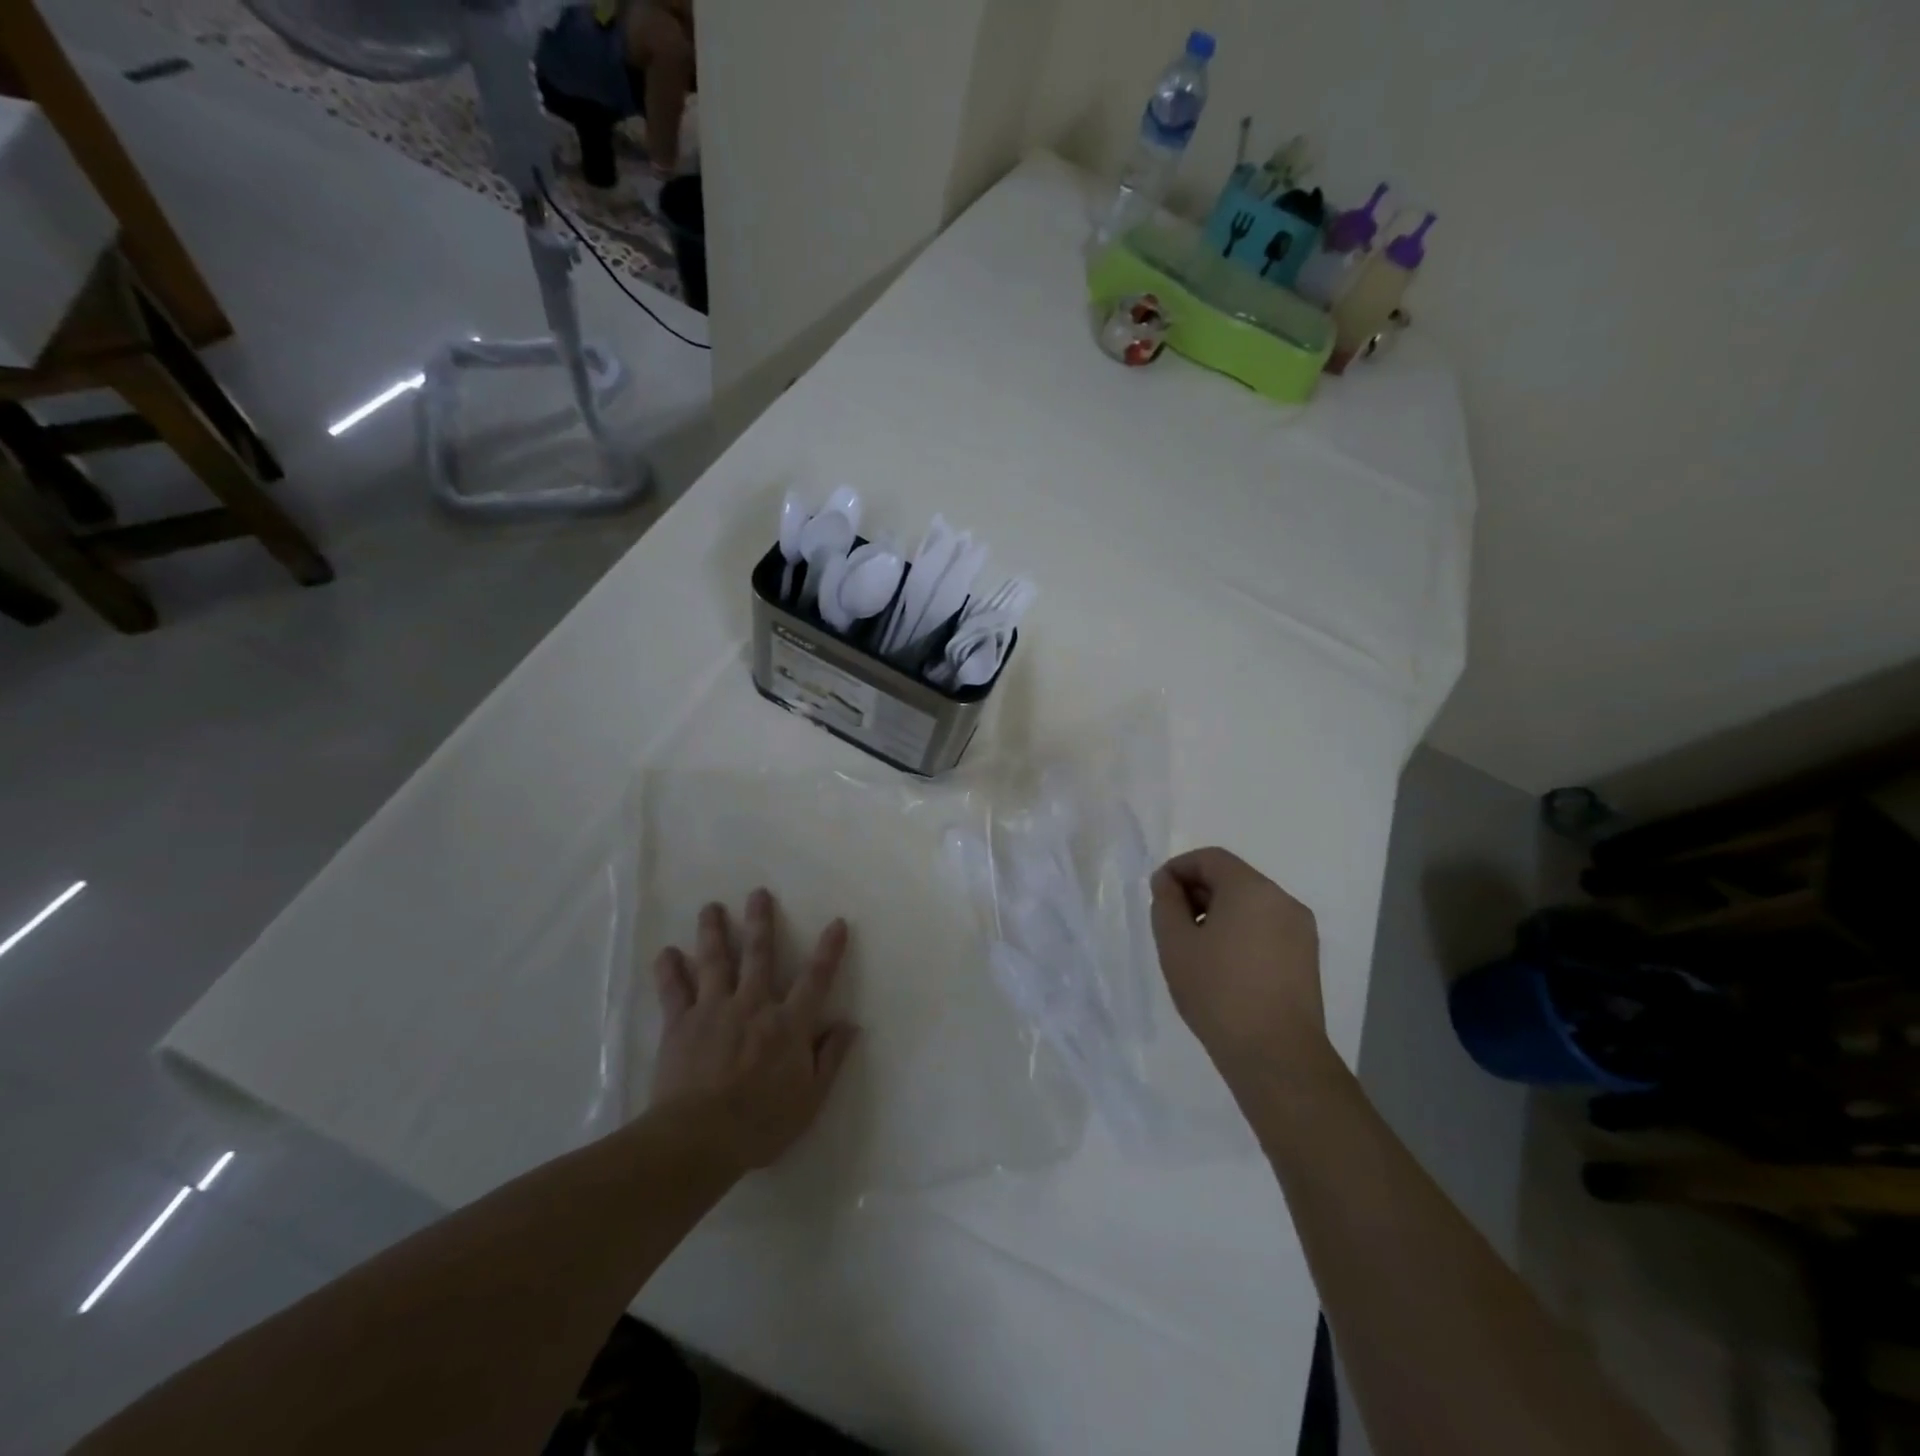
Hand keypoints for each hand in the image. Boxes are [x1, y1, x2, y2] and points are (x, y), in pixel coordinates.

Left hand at [649, 889, 858, 1172]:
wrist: (698, 1139)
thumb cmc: (761, 1123)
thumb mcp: (810, 1099)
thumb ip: (830, 1058)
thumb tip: (850, 1025)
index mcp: (788, 1024)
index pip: (816, 979)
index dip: (829, 950)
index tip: (837, 923)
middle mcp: (753, 1005)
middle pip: (759, 955)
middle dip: (760, 922)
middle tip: (757, 893)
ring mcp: (714, 1010)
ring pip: (714, 961)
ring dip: (713, 931)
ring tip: (711, 907)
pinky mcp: (680, 1024)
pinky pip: (674, 991)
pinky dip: (669, 970)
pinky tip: (665, 952)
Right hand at [1149, 847, 1328, 1088]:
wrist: (1276, 1055)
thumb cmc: (1217, 991)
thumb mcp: (1175, 943)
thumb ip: (1166, 903)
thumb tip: (1168, 883)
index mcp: (1252, 889)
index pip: (1210, 858)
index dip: (1178, 868)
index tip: (1157, 894)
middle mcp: (1282, 900)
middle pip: (1233, 878)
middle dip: (1197, 891)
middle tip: (1171, 922)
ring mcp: (1300, 930)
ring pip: (1250, 904)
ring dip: (1218, 913)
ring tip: (1194, 947)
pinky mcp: (1306, 958)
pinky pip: (1266, 928)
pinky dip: (1240, 932)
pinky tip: (1222, 965)